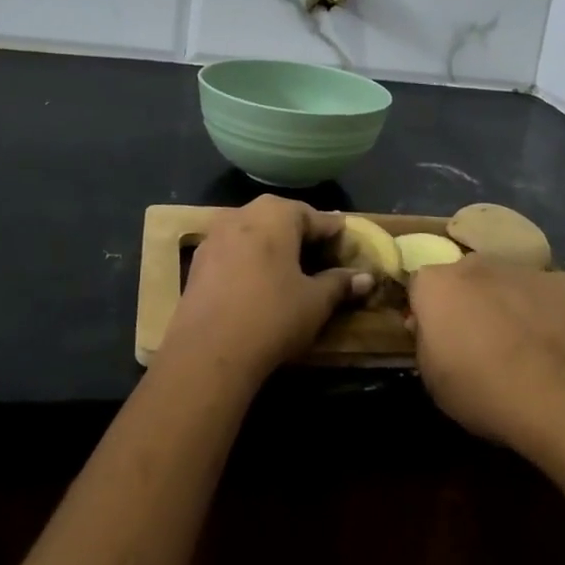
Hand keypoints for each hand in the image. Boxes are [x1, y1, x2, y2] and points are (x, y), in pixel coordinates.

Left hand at [163, 196, 371, 381]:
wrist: (208, 351)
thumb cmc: (273, 315)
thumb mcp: (316, 301)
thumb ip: (340, 284)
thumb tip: (366, 278)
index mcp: (277, 213)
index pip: (317, 217)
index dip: (335, 235)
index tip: (348, 251)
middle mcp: (243, 213)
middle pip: (282, 219)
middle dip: (303, 237)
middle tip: (321, 261)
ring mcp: (215, 235)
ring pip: (254, 233)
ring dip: (273, 248)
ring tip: (290, 273)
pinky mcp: (198, 260)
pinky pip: (234, 251)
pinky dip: (250, 261)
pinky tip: (258, 284)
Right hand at [406, 258, 564, 467]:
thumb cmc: (488, 393)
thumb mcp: (434, 383)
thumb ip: (428, 345)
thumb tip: (434, 331)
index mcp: (438, 285)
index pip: (420, 288)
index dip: (427, 314)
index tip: (437, 341)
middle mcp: (478, 264)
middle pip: (466, 277)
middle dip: (470, 302)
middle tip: (481, 343)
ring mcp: (528, 270)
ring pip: (510, 283)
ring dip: (511, 305)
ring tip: (528, 350)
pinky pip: (551, 296)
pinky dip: (551, 314)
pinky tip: (564, 349)